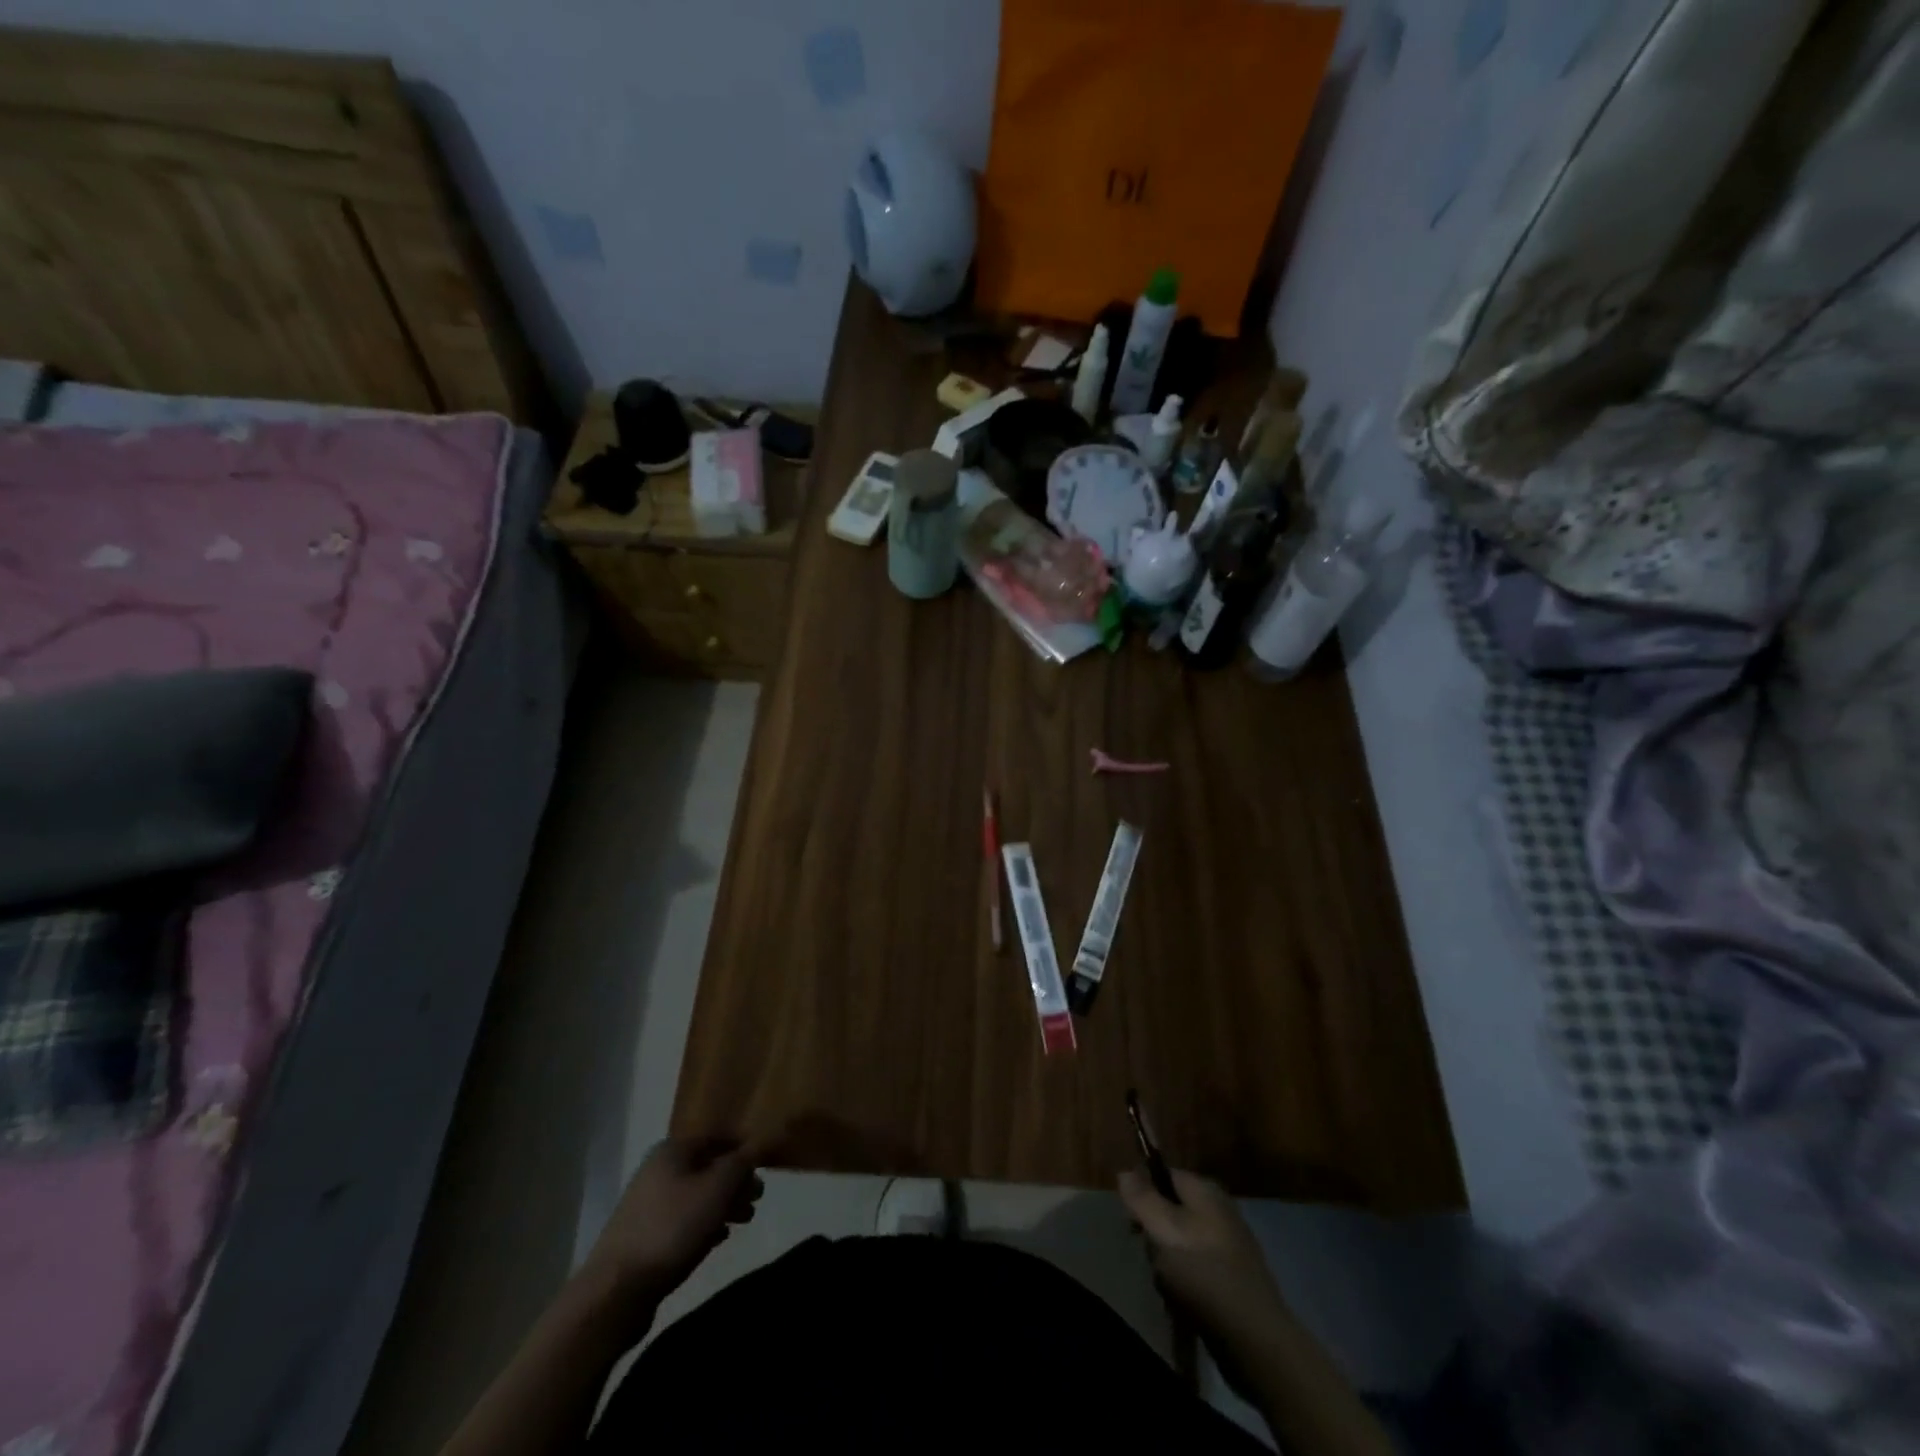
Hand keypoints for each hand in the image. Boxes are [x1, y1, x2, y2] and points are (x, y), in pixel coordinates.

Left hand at [581, 1137, 763, 1303]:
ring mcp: (647, 1203)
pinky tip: (717, 1239)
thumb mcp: (717, 1188)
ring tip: (742, 1222)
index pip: (718, 1137)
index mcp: (673, 1149)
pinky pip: (682, 1219)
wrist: (616, 1290)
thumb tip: (754, 1149)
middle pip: (707, 1166)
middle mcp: (658, 1169)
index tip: (765, 1168)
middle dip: (735, 1181)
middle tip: (756, 1200)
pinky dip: (703, 1223)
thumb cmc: (673, 1228)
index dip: (743, 1149)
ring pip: (696, 1194)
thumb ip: (741, 1163)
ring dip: (722, 1204)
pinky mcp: (642, 1235)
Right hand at [1118, 1166, 1290, 1351]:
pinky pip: (1197, 1268)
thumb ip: (1141, 1198)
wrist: (1255, 1339)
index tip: (1132, 1222)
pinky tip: (1185, 1303)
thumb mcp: (1162, 1229)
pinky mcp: (1234, 1278)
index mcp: (1205, 1190)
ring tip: (1169, 1286)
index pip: (1163, 1174)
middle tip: (1152, 1258)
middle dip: (1155, 1234)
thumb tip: (1124, 1171)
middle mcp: (1220, 1210)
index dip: (1143, 1194)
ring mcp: (1230, 1245)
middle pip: (1171, 1210)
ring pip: (1181, 1243)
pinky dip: (1186, 1283)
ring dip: (1168, 1263)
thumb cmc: (1202, 1274)